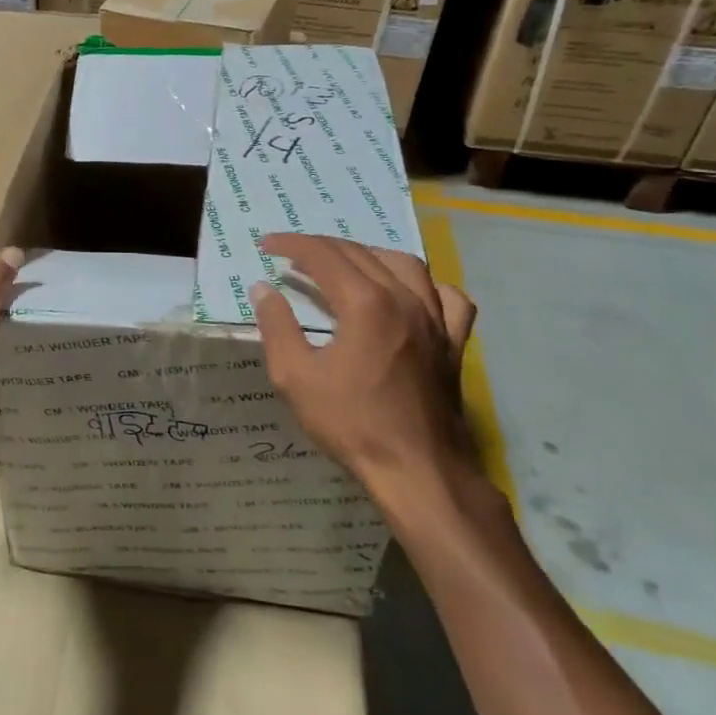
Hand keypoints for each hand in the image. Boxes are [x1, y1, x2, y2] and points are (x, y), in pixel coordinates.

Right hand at [249, 234, 477, 516]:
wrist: (417, 470)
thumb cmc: (351, 423)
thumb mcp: (294, 376)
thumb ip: (276, 326)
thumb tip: (263, 289)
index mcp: (365, 302)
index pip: (322, 255)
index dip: (291, 244)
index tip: (266, 244)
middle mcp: (404, 298)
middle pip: (359, 252)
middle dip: (321, 247)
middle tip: (292, 256)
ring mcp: (435, 318)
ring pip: (404, 264)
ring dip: (368, 254)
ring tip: (344, 265)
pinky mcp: (452, 342)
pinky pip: (448, 297)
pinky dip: (426, 286)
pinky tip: (409, 293)